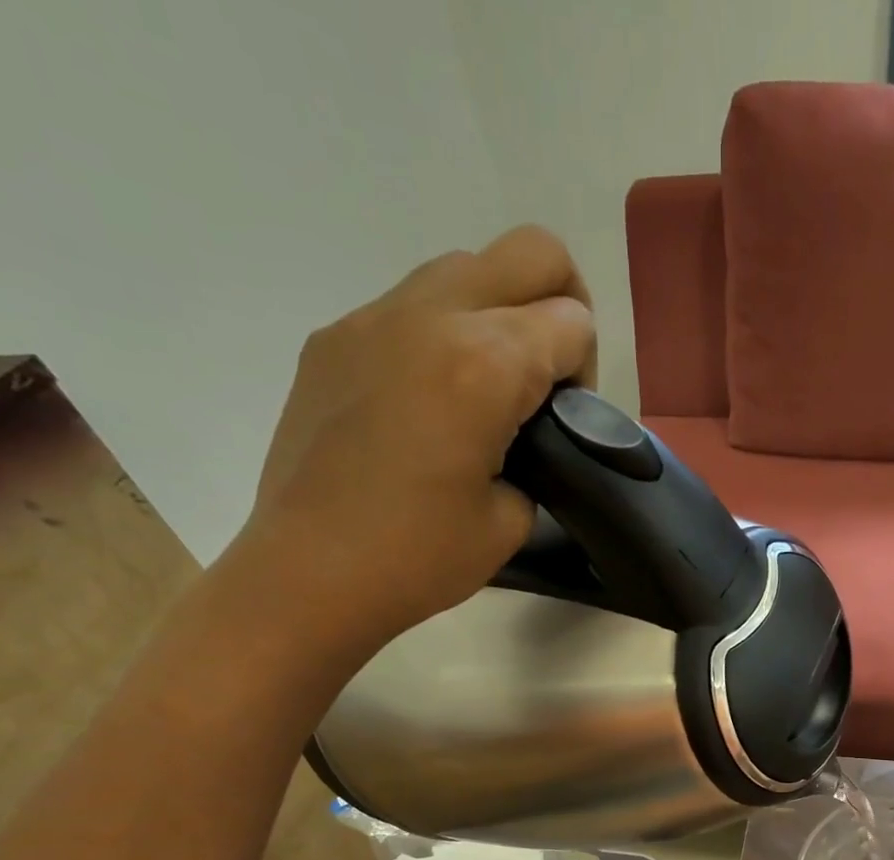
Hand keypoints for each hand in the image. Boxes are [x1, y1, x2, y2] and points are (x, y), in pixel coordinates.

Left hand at [231, 224, 596, 662]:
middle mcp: (431, 316)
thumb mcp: (513, 518)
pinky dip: (441, 335)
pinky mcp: (335, 337)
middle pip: (532, 252)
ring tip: (486, 391)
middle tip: (547, 376)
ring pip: (467, 267)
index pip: (572, 321)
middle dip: (561, 305)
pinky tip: (428, 405)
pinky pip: (410, 305)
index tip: (564, 422)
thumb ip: (537, 455)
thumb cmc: (420, 559)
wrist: (309, 573)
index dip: (585, 373)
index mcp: (485, 364)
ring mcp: (373, 318)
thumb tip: (522, 434)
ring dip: (498, 314)